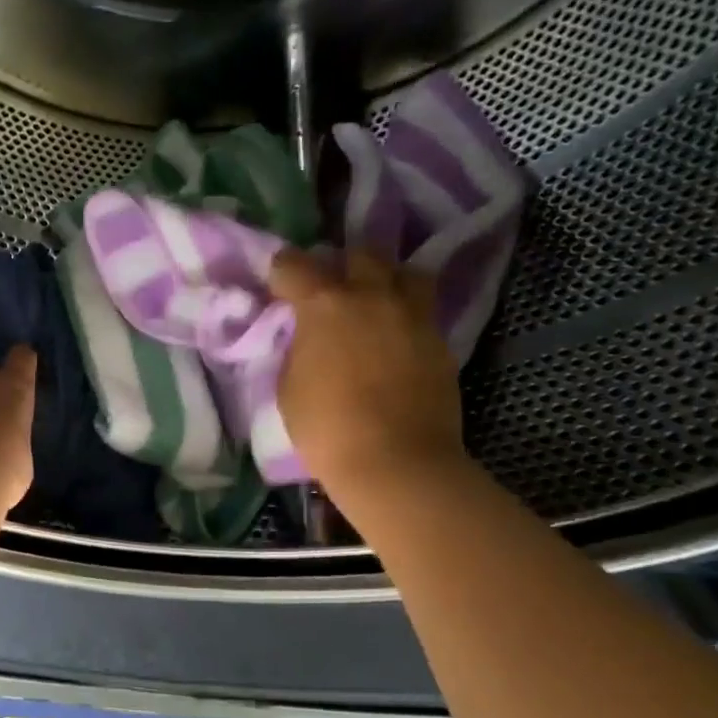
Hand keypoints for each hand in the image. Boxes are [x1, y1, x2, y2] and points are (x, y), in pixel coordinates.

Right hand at [270, 249, 465, 492]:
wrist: (396, 462)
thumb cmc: (326, 428)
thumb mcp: (289, 386)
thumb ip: (299, 349)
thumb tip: (309, 338)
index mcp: (324, 305)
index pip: (294, 265)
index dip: (281, 272)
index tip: (277, 285)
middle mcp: (372, 297)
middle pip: (360, 254)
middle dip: (341, 265)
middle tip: (330, 290)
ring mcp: (413, 316)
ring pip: (405, 273)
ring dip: (386, 280)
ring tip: (375, 302)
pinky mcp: (440, 341)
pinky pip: (422, 312)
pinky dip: (406, 316)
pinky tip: (395, 339)